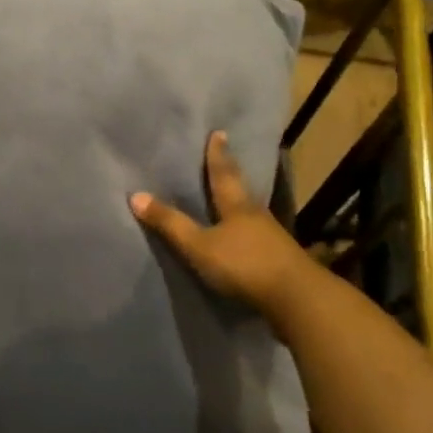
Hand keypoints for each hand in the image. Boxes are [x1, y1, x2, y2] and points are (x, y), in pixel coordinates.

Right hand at [131, 132, 317, 319]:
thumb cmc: (244, 265)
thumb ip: (170, 224)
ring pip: (251, 213)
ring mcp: (272, 238)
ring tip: (231, 197)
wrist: (296, 299)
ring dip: (240, 203)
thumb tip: (135, 195)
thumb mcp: (199, 246)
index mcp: (237, 206)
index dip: (218, 154)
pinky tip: (244, 237)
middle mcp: (256, 215)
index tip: (219, 133)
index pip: (223, 173)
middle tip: (226, 157)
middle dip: (231, 174)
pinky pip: (258, 237)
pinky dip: (248, 231)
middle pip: (241, 190)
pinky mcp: (279, 260)